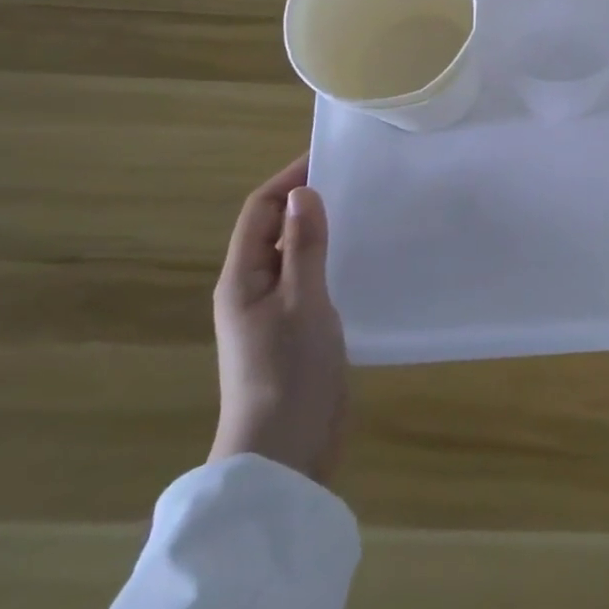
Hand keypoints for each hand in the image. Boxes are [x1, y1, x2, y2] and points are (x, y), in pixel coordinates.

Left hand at [209, 156, 347, 483]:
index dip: (289, 180)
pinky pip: (311, 280)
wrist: (285, 451)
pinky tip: (362, 258)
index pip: (260, 211)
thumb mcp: (303, 301)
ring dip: (321, 229)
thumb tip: (303, 191)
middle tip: (356, 179)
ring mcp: (274, 313)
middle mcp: (253, 289)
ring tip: (365, 209)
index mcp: (242, 279)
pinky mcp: (297, 331)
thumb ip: (305, 246)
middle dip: (307, 200)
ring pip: (295, 255)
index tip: (328, 157)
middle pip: (275, 229)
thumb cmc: (289, 371)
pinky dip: (331, 259)